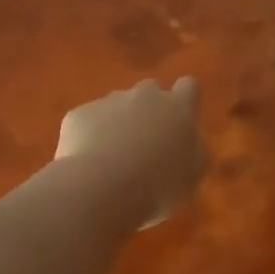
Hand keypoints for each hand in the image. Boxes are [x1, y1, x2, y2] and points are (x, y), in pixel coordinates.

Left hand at [56, 78, 207, 226]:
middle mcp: (144, 96)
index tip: (179, 121)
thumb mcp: (192, 175)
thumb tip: (190, 141)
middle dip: (149, 109)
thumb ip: (194, 151)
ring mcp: (109, 101)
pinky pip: (88, 121)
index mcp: (178, 108)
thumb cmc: (158, 185)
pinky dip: (90, 136)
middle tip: (145, 143)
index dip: (184, 100)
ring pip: (116, 104)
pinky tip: (89, 164)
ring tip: (113, 159)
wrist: (102, 186)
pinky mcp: (80, 114)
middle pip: (150, 90)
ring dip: (118, 123)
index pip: (189, 87)